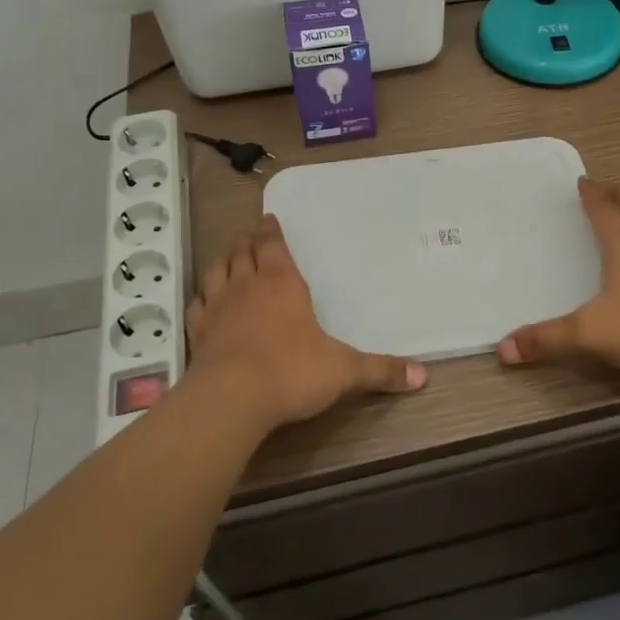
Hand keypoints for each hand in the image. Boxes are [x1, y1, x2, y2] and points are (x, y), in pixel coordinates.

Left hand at [186, 214, 426, 431]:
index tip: (267, 220)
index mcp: (282, 282)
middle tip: (250, 236)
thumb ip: (381, 371)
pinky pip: (198, 305)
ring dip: (223, 261)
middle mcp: (247, 286)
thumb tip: (422, 375)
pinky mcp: (197, 333)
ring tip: (228, 258)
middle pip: (242, 252)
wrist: (231, 400)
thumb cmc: (292, 372)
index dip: (270, 231)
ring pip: (216, 271)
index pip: (272, 244)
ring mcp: (217, 307)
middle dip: (247, 241)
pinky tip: (205, 301)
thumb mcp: (344, 371)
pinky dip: (202, 297)